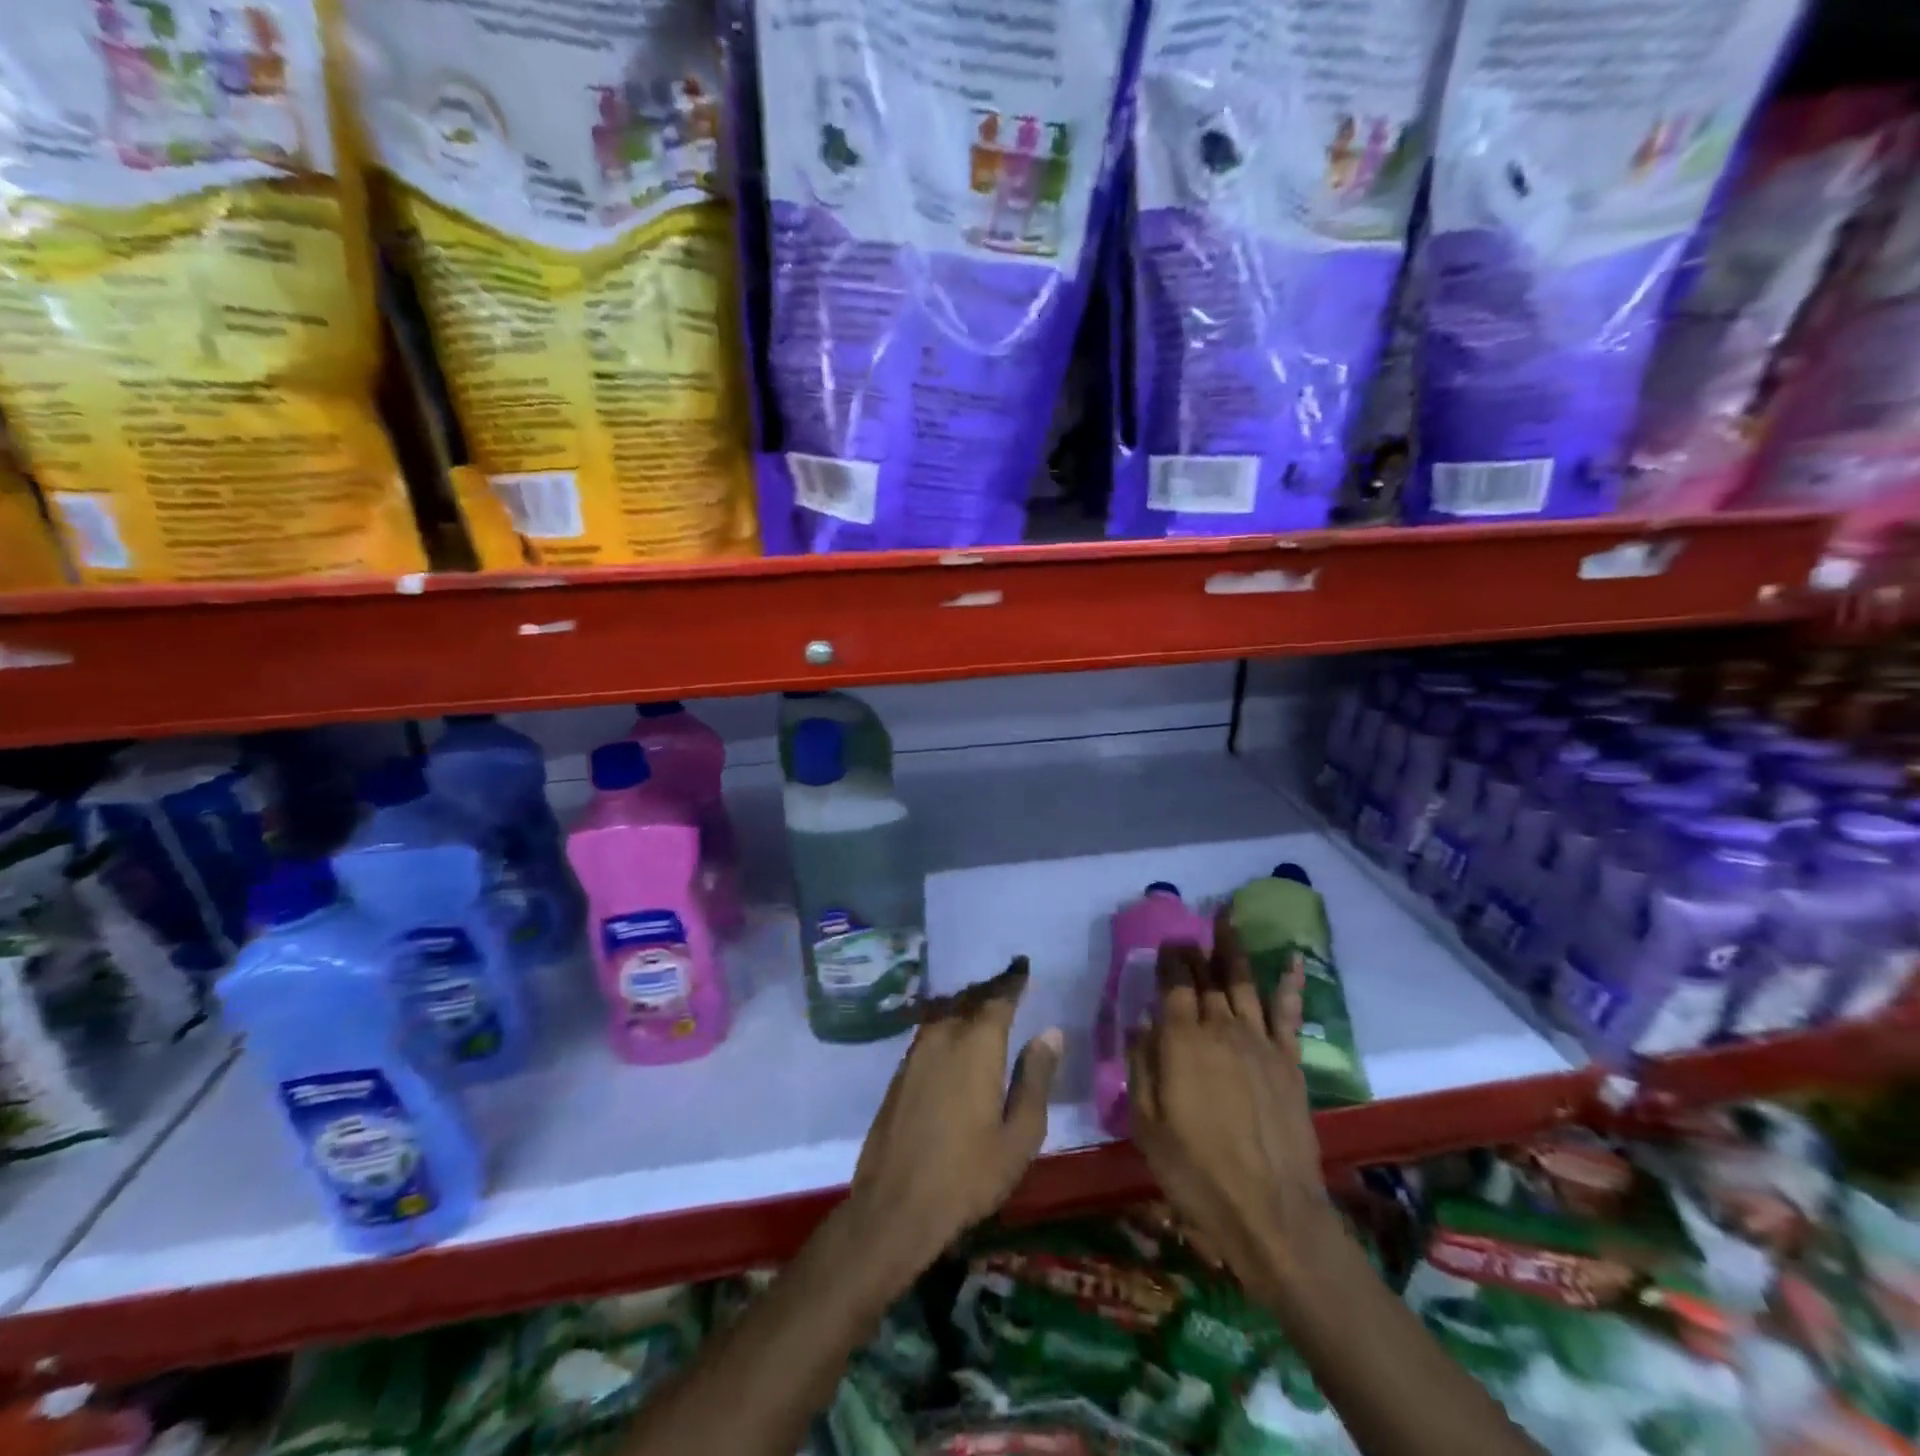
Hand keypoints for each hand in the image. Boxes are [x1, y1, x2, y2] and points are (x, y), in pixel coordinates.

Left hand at [846, 960, 1061, 1283]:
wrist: (895, 1206)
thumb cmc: (968, 1175)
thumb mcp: (1018, 1135)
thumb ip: (1036, 1079)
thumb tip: (1051, 1032)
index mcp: (977, 1045)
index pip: (998, 998)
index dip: (1013, 981)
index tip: (1023, 966)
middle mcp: (944, 1036)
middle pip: (970, 999)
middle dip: (990, 989)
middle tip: (1009, 982)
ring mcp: (916, 1052)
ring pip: (947, 1012)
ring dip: (967, 1003)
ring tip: (985, 1004)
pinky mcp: (901, 1071)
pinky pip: (930, 1030)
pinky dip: (948, 1022)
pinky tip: (955, 1036)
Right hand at [1127, 909, 1332, 1301]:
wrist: (1271, 1213)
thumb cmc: (1195, 1171)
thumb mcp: (1146, 1124)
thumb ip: (1141, 1067)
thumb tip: (1140, 1024)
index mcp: (1181, 1040)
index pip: (1174, 983)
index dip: (1170, 958)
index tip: (1167, 942)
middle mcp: (1220, 1028)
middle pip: (1207, 977)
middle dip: (1197, 949)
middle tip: (1191, 929)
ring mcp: (1259, 1042)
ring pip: (1244, 983)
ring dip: (1234, 949)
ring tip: (1228, 920)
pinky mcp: (1289, 1062)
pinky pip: (1288, 1013)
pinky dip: (1289, 983)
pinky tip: (1292, 960)